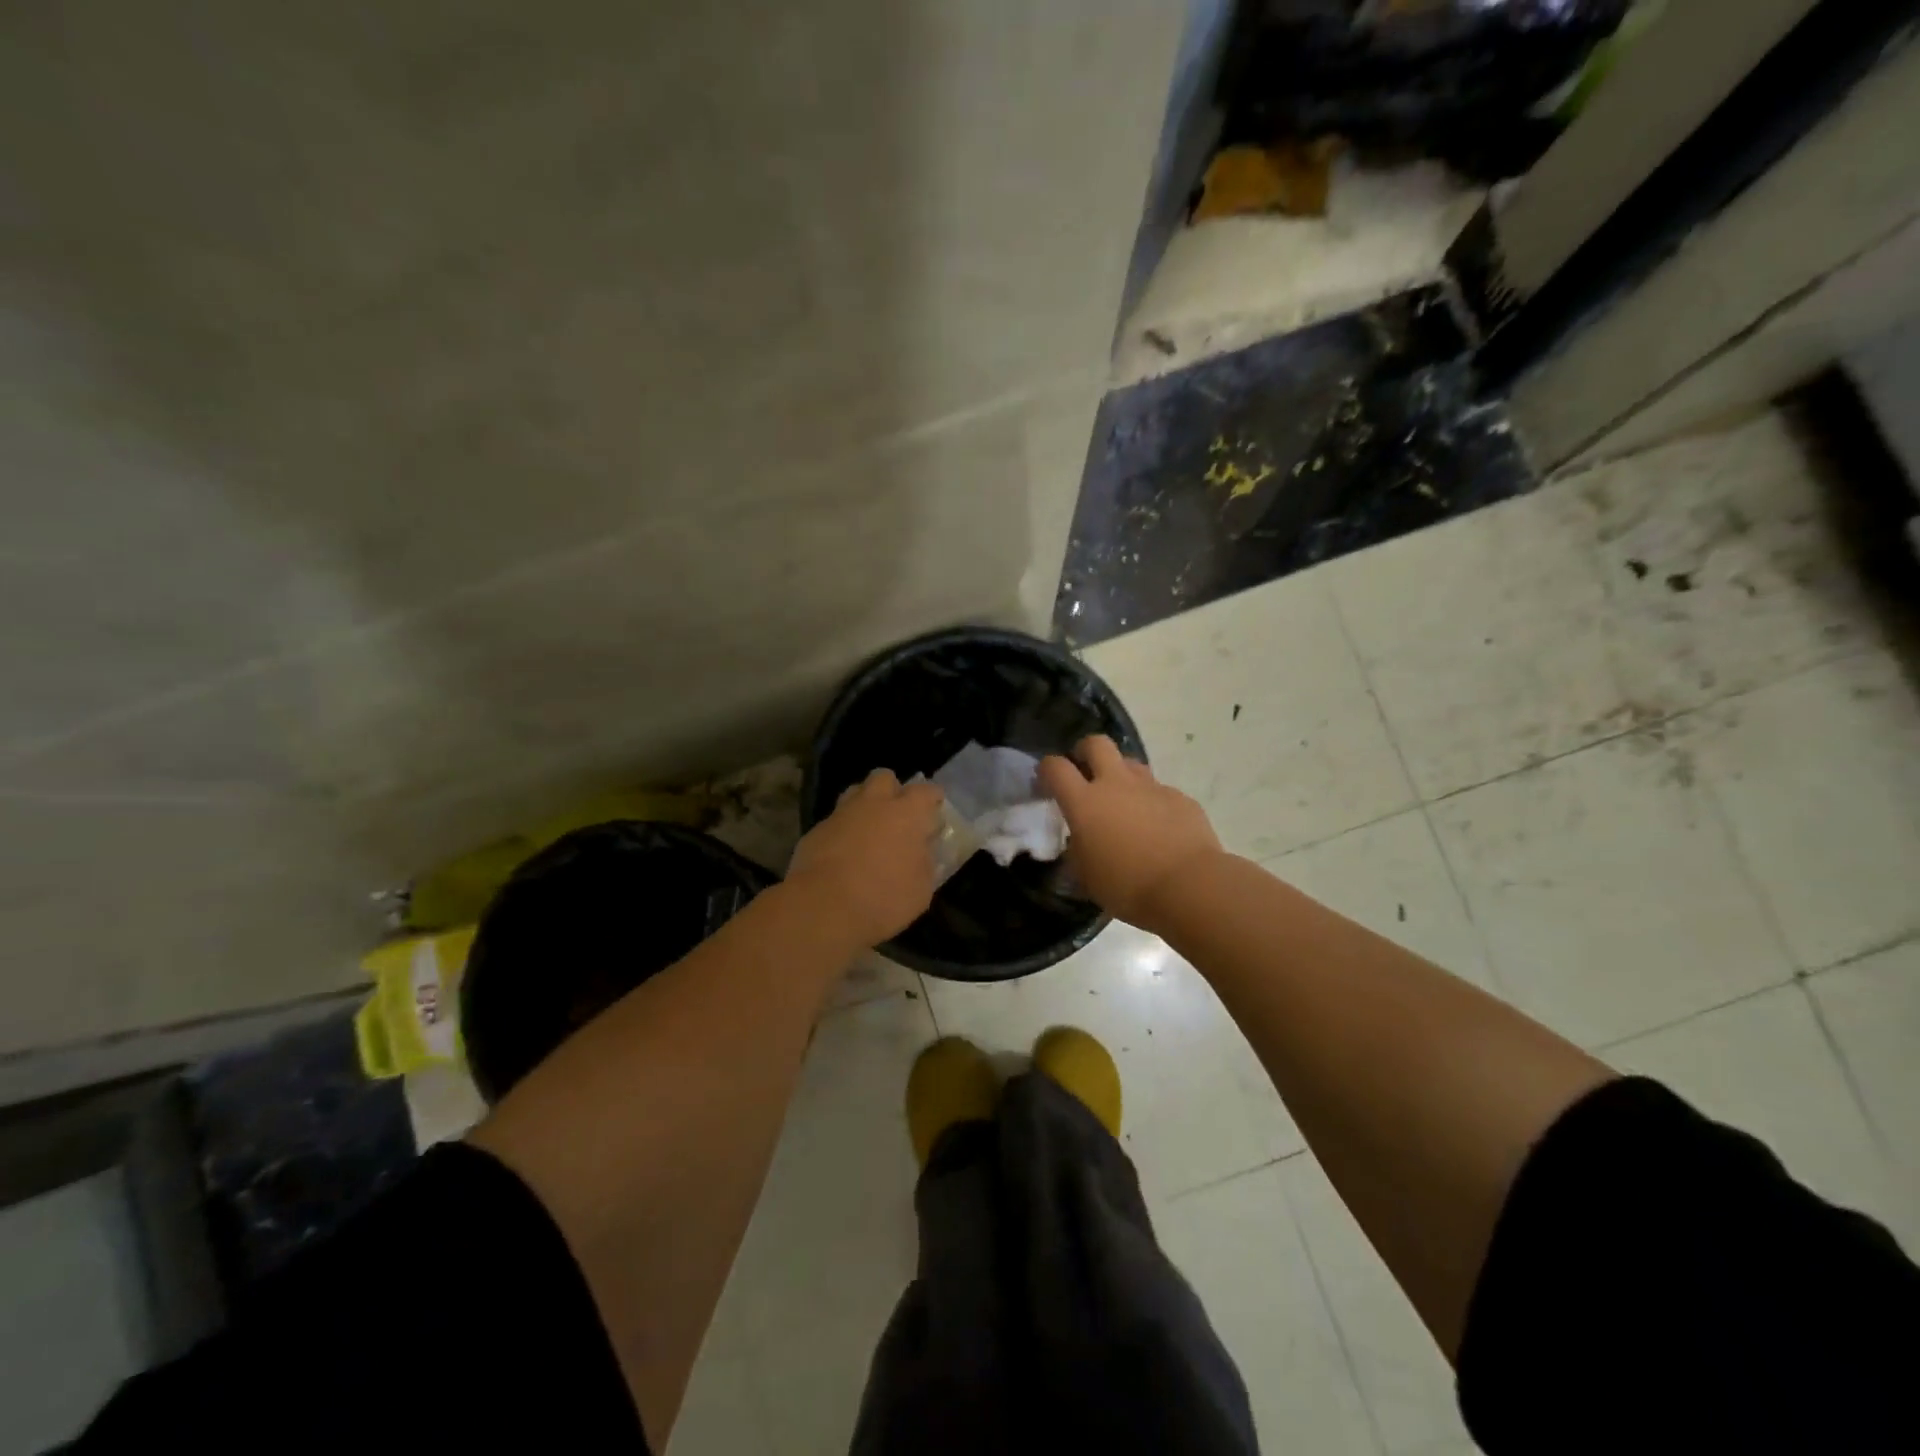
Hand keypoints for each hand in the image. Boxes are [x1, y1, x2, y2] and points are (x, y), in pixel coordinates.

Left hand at [787, 769, 945, 949]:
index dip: (932, 797)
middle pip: (884, 778)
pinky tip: (843, 853)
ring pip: (854, 793)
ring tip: (869, 830)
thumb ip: (924, 863)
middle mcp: (873, 804)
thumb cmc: (884, 898)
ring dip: (864, 805)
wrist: (824, 908)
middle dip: (892, 790)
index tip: (935, 808)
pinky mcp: (815, 831)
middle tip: (897, 814)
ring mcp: (840, 815)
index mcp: (906, 813)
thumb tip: (921, 851)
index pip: (925, 791)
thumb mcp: (921, 889)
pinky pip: (834, 822)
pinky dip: (842, 831)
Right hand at [1037, 735, 1224, 928]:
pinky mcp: (1180, 798)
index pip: (1055, 767)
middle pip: (1096, 743)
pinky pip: (1159, 791)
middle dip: (1085, 750)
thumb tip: (1079, 842)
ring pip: (1130, 763)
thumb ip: (1077, 852)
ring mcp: (1151, 787)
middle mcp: (1116, 784)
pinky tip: (1158, 827)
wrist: (1189, 886)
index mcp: (1085, 803)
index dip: (1047, 769)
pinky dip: (1152, 802)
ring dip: (1121, 775)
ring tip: (1123, 802)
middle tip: (1085, 770)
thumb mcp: (1087, 877)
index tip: (1046, 781)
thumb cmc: (1128, 886)